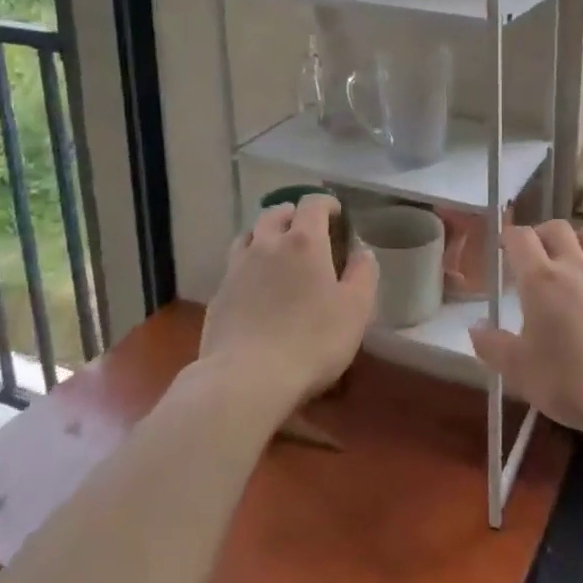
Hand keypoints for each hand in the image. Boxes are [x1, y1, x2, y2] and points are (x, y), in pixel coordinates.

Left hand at [200, 196, 377, 407]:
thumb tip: (362, 251)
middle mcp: (267, 244)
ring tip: (277, 253)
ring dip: (265, 235)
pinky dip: (248, 265)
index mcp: (304, 241)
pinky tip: (255, 288)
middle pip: (276, 213)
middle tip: (307, 232)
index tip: (337, 216)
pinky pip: (235, 266)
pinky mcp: (218, 294)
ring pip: (249, 235)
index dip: (326, 203)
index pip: (312, 203)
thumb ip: (363, 273)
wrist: (246, 379)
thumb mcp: (355, 309)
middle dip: (293, 215)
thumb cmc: (311, 341)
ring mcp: (237, 268)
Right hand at [469, 221, 582, 439]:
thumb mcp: (520, 371)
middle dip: (542, 233)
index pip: (520, 237)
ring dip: (578, 242)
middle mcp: (575, 267)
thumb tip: (474, 328)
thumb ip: (493, 346)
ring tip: (571, 262)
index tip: (503, 248)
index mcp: (540, 279)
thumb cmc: (570, 380)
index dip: (508, 237)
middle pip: (557, 228)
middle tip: (534, 255)